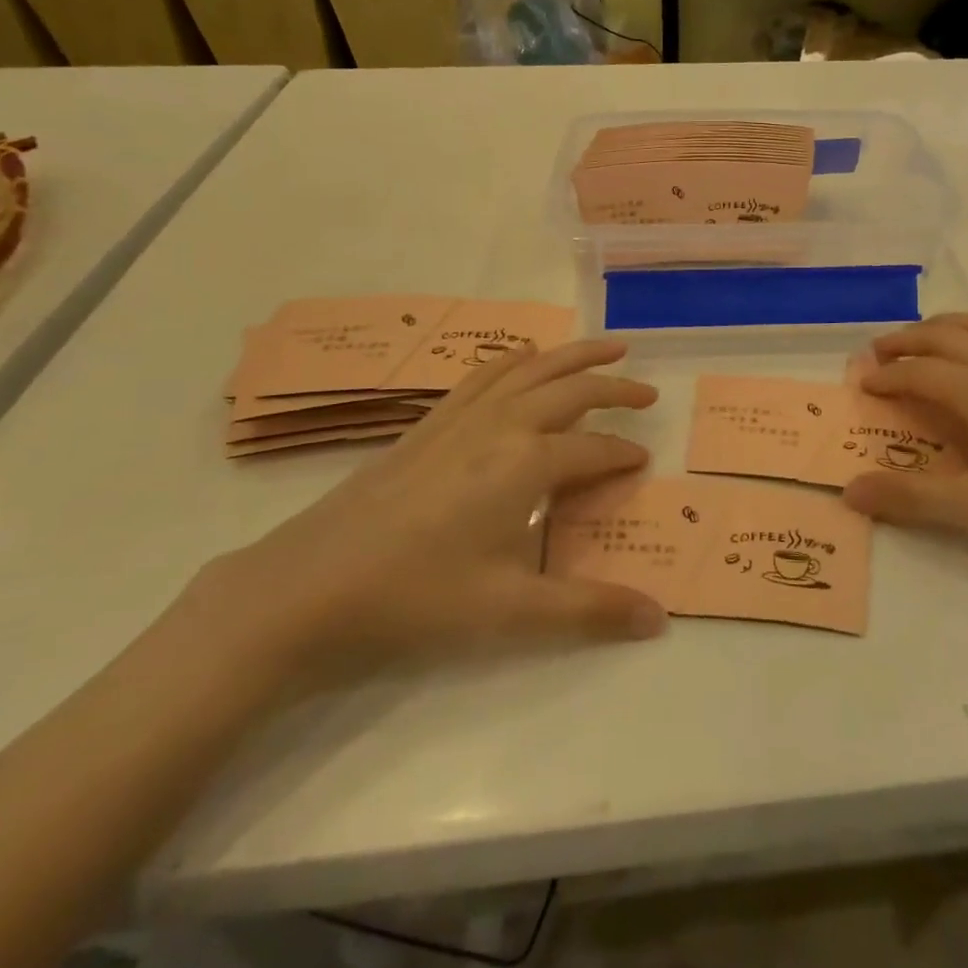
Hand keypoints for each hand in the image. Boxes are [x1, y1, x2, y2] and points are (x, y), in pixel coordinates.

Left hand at [195, 339, 667, 693]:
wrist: (308, 587)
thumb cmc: (416, 598)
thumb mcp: (510, 612)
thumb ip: (590, 610)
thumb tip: (659, 620)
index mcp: (527, 463)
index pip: (594, 451)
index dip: (624, 457)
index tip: (644, 465)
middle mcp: (501, 425)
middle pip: (571, 390)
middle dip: (615, 389)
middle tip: (647, 393)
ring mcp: (461, 418)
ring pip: (531, 369)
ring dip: (573, 355)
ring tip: (607, 348)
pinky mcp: (429, 423)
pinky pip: (483, 375)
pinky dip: (515, 359)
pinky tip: (523, 356)